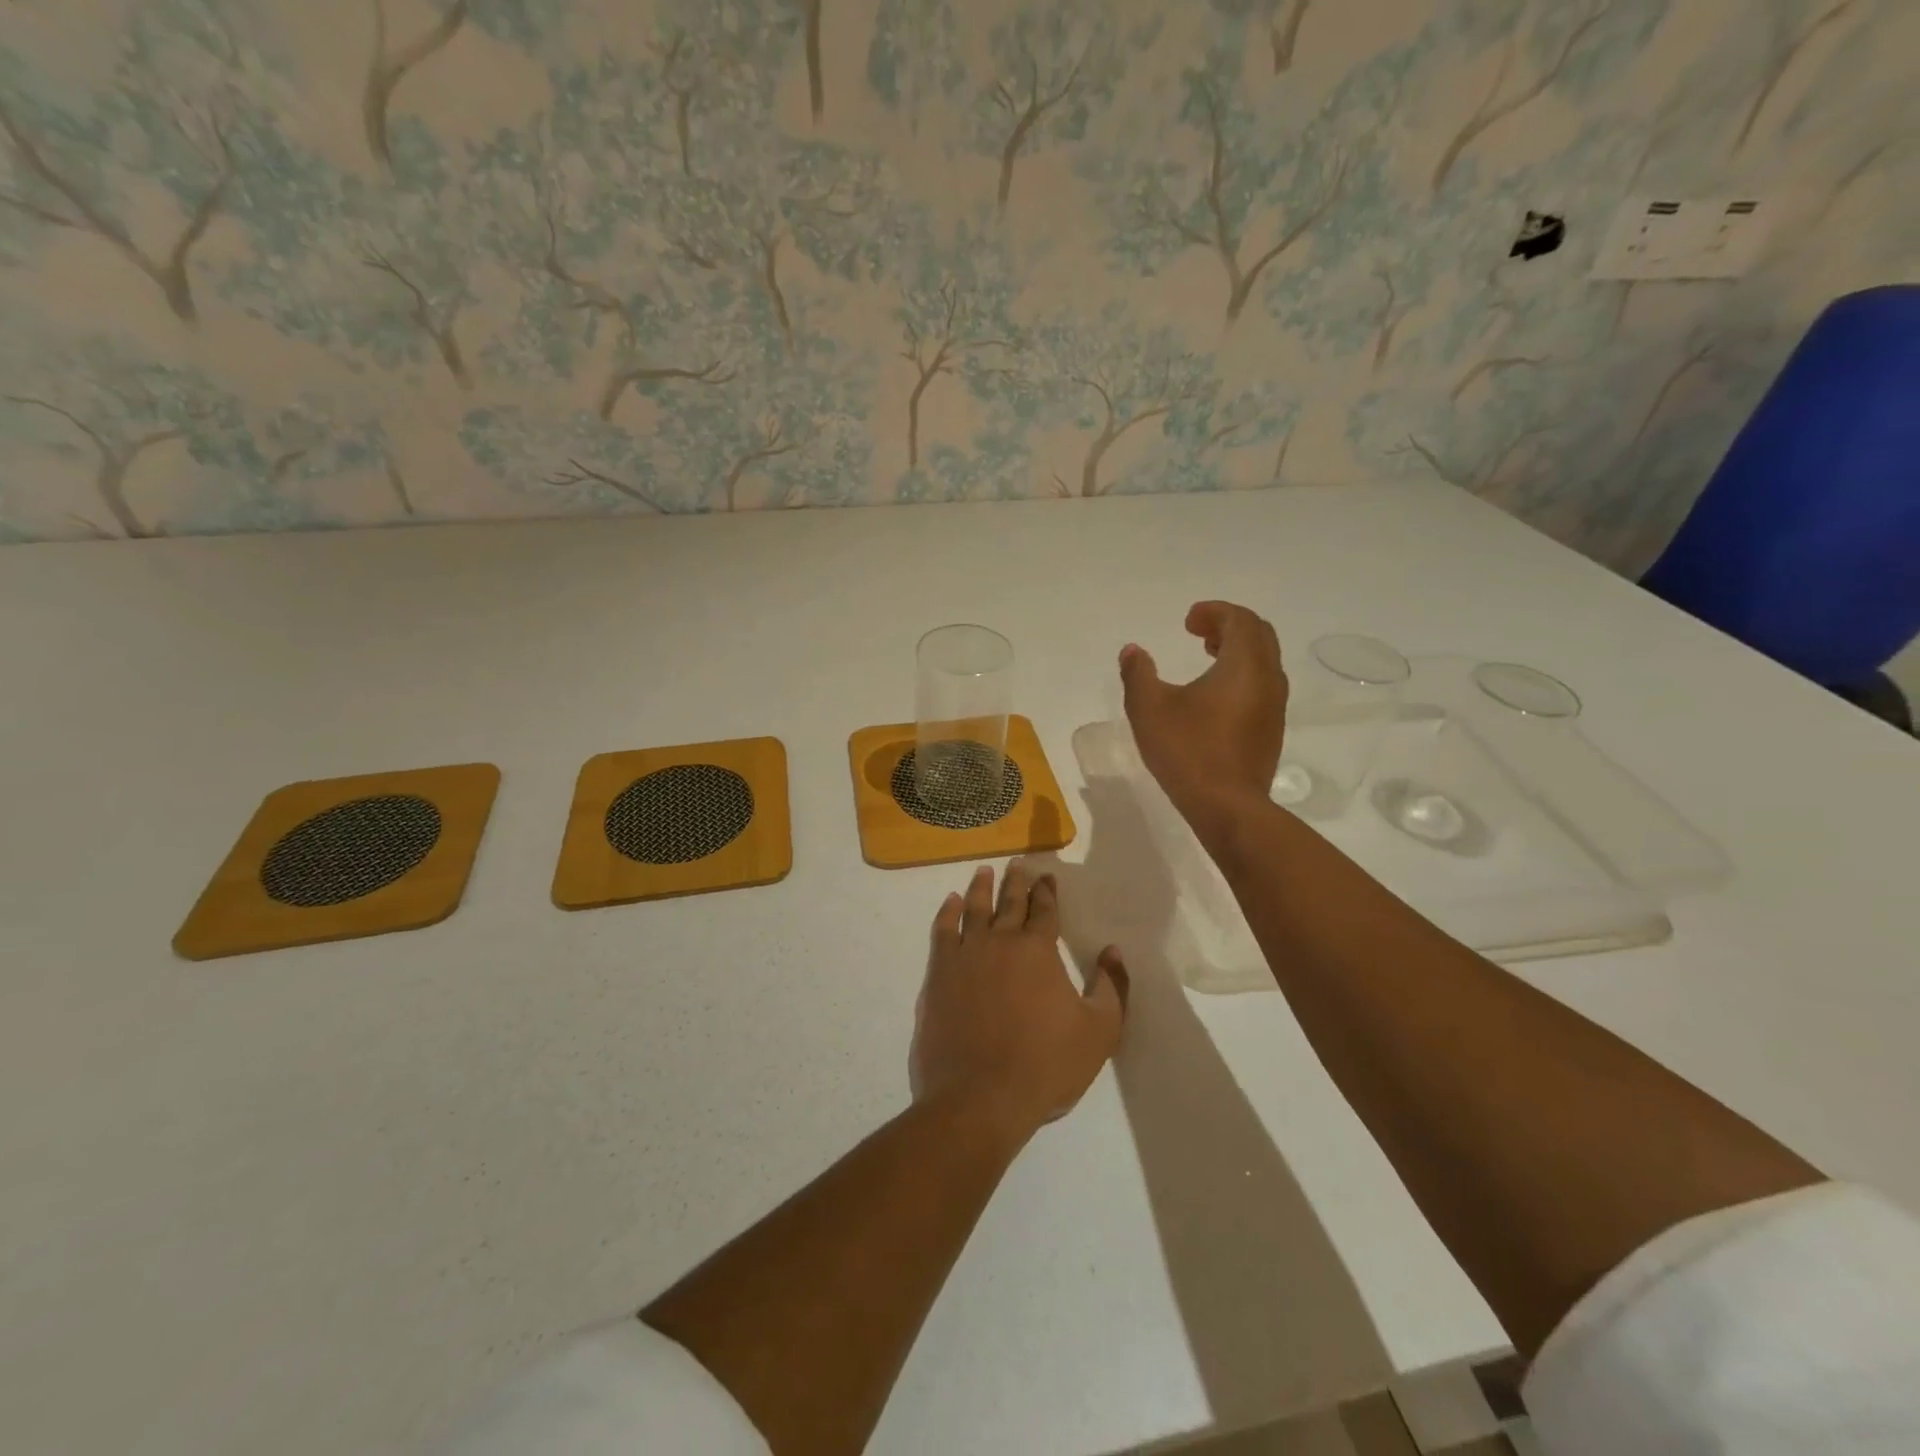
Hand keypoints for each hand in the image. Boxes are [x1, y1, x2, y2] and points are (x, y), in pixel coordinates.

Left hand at [912, 862, 1128, 1142]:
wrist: (979, 1097)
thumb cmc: (1045, 1065)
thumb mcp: (1099, 1032)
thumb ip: (1111, 988)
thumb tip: (1113, 951)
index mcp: (1038, 951)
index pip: (1045, 911)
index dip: (1047, 892)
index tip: (1047, 877)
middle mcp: (1001, 942)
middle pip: (1009, 903)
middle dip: (1016, 881)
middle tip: (1017, 863)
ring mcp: (965, 955)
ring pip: (974, 909)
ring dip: (981, 888)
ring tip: (984, 872)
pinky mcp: (938, 974)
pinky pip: (943, 931)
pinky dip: (947, 912)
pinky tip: (951, 903)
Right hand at [1120, 600, 1287, 845]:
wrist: (1228, 807)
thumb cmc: (1188, 752)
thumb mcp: (1149, 709)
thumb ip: (1138, 674)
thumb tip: (1132, 651)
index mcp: (1244, 665)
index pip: (1240, 620)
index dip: (1214, 612)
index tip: (1187, 622)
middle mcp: (1268, 679)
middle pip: (1259, 635)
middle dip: (1229, 626)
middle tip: (1198, 633)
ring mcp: (1274, 707)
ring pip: (1264, 661)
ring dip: (1237, 651)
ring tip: (1207, 657)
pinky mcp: (1271, 731)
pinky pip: (1262, 686)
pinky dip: (1242, 675)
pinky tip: (1214, 696)